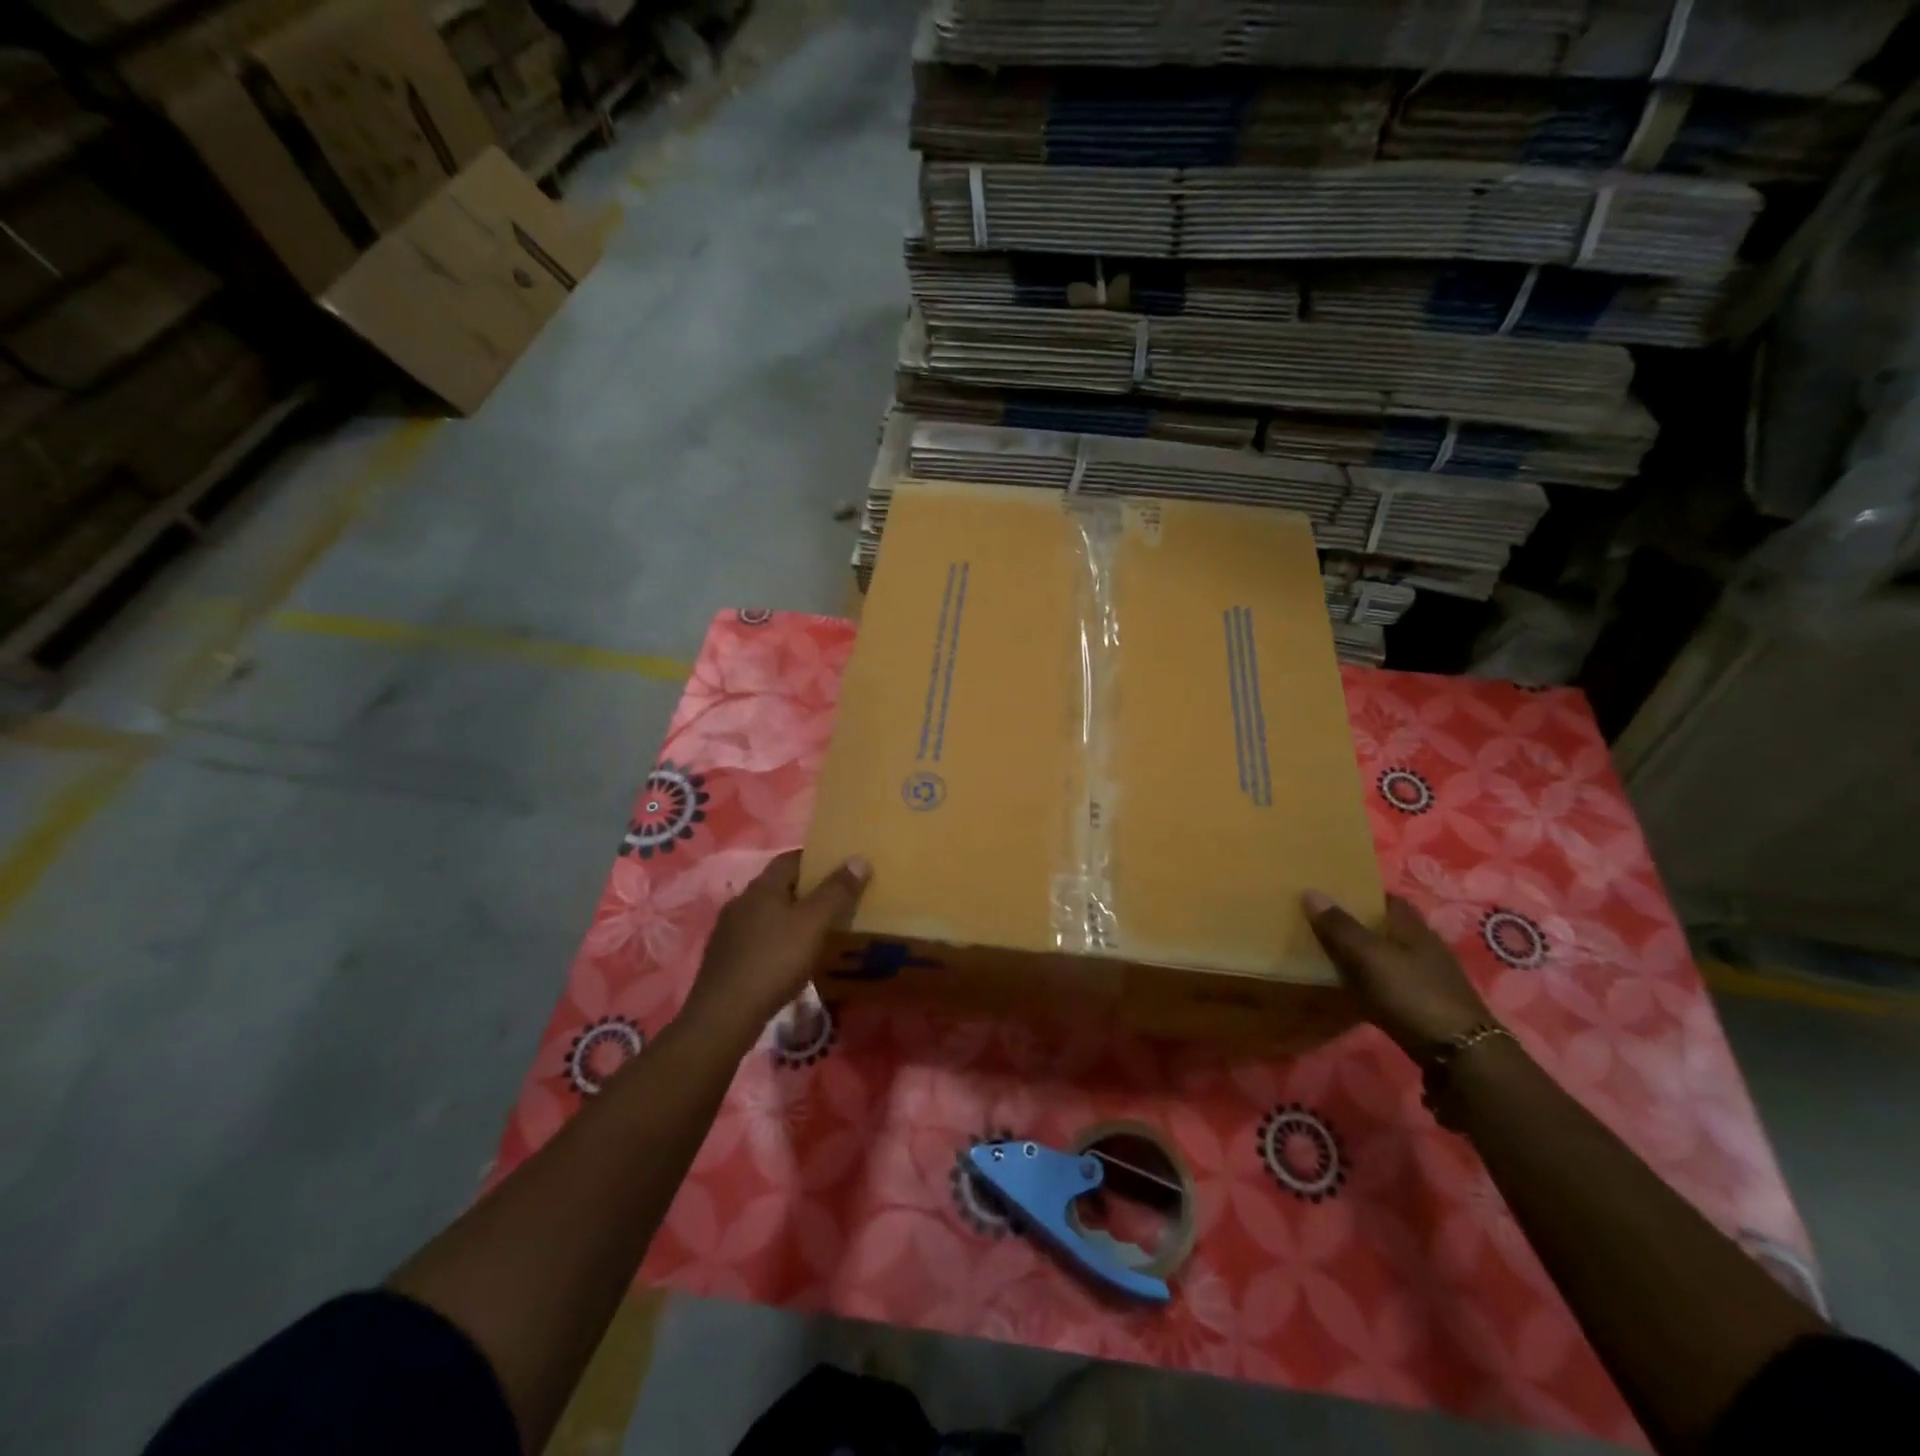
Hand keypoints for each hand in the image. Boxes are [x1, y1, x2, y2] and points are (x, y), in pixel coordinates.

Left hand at [681, 850, 869, 1042]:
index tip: (841, 868)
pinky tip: (790, 958)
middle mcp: (742, 901)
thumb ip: (837, 891)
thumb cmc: (774, 961)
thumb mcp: (814, 924)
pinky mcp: (725, 958)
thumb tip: (858, 859)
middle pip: (779, 886)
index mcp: (762, 887)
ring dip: (791, 917)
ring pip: (767, 913)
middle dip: (807, 890)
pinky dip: (777, 940)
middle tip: (836, 901)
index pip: (791, 858)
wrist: (724, 1016)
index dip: (817, 859)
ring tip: (817, 931)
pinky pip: (758, 938)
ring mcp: (729, 930)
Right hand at [1303, 891, 1490, 1055]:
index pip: (1386, 898)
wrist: (1460, 1055)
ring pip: (1384, 956)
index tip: (1329, 894)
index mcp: (1413, 928)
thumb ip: (1340, 927)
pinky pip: (1386, 983)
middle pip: (1384, 927)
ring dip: (1360, 954)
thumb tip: (1310, 891)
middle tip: (1318, 923)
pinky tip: (1347, 989)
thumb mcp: (1370, 957)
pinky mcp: (1422, 1005)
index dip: (1360, 893)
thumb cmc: (1413, 994)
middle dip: (1355, 924)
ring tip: (1324, 954)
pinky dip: (1367, 982)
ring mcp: (1425, 978)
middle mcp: (1422, 948)